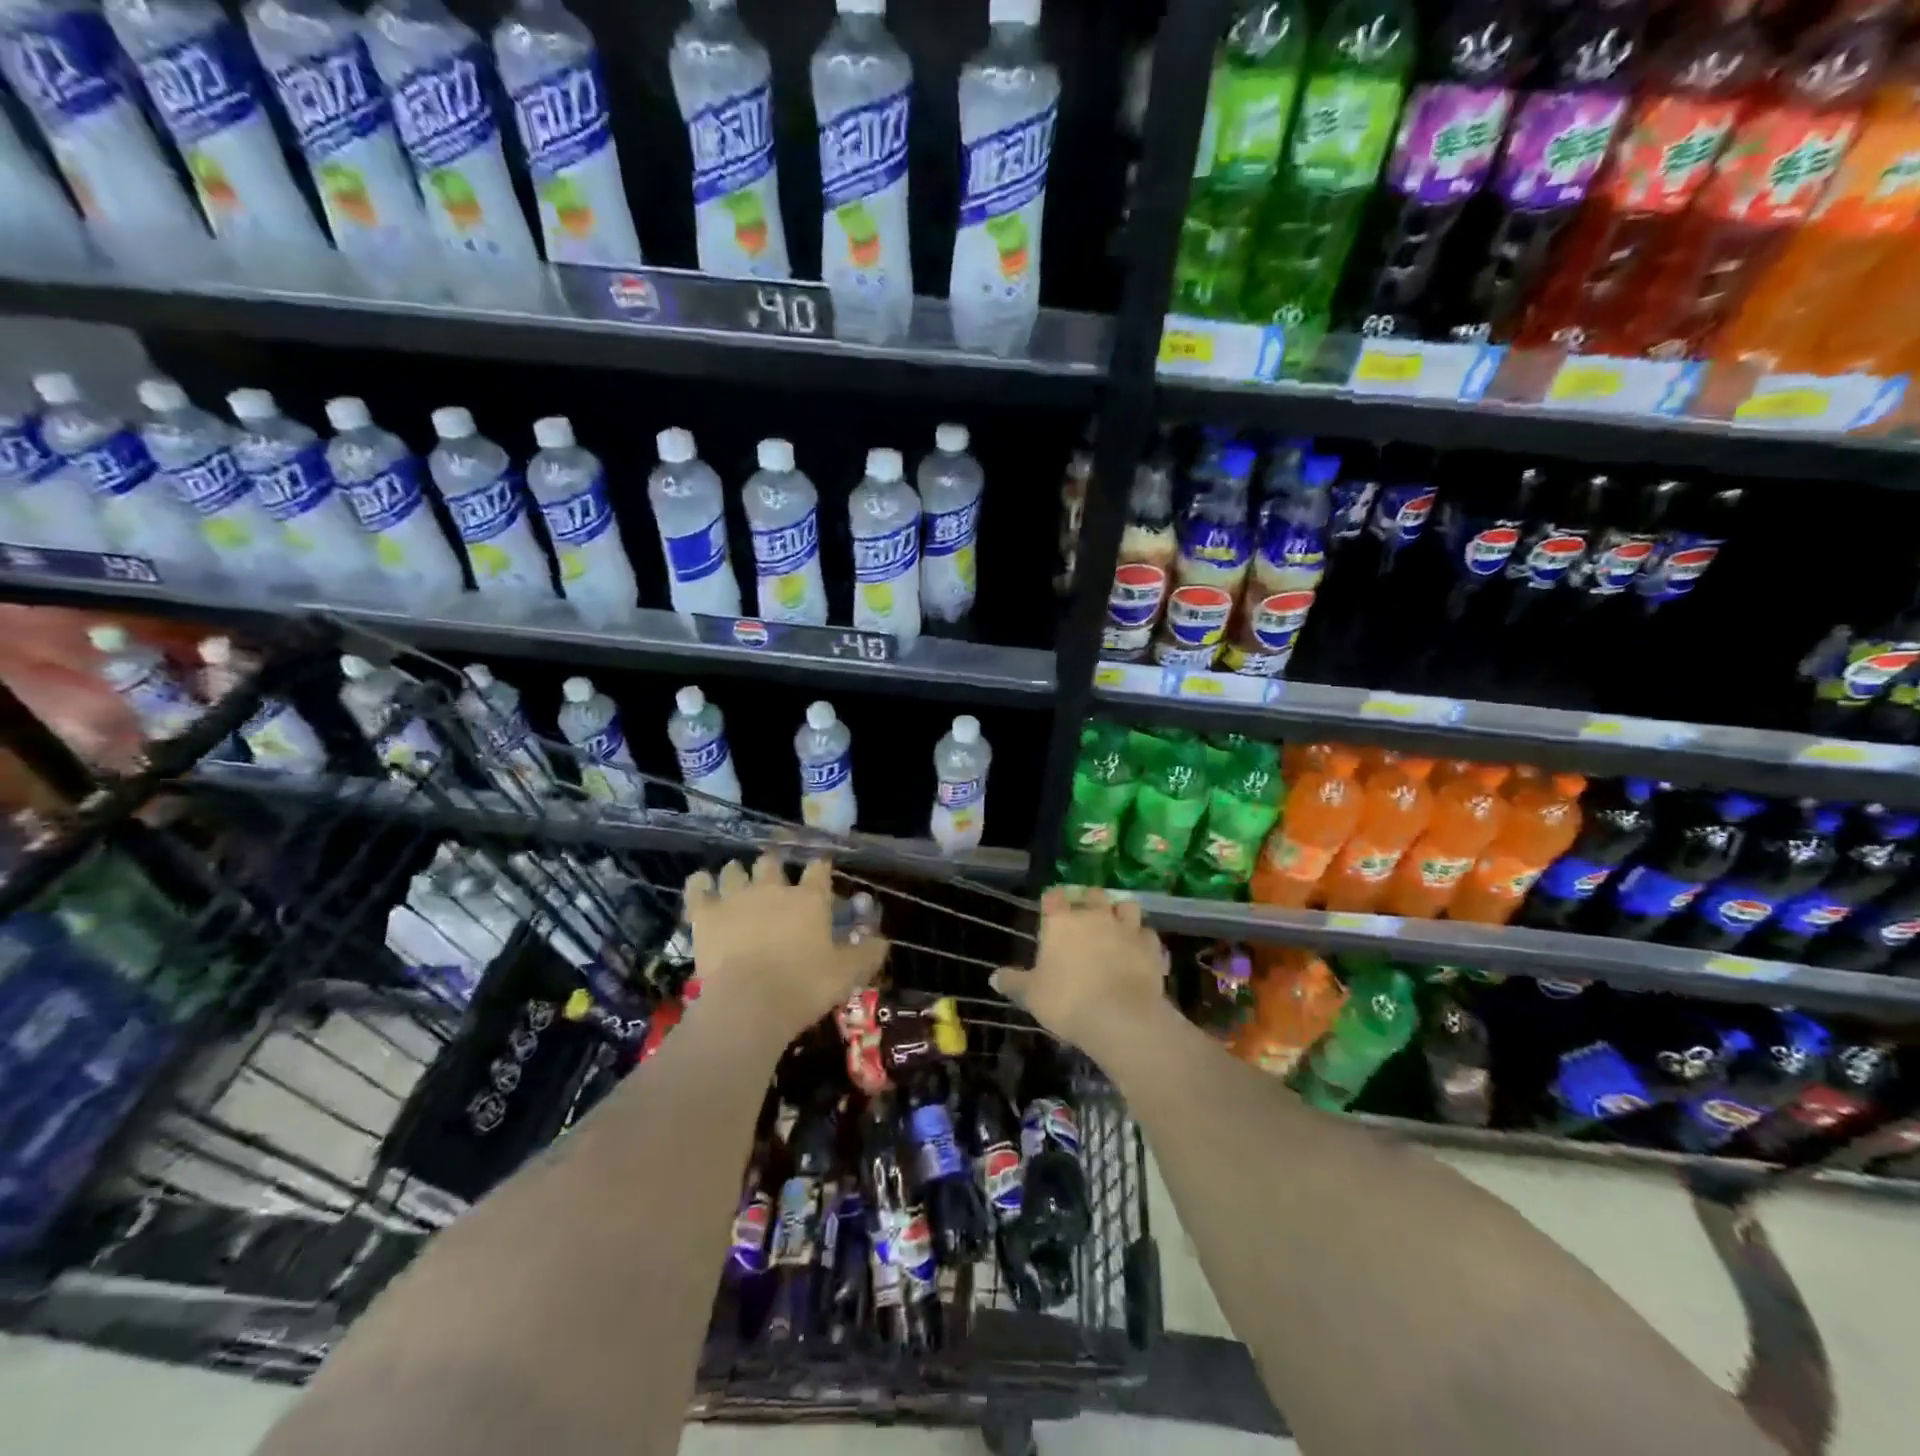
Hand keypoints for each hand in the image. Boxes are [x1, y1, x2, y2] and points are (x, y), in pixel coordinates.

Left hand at [683, 855, 888, 1044]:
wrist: (748, 1004)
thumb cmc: (803, 987)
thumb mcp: (846, 974)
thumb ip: (866, 954)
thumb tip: (883, 940)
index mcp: (809, 899)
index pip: (819, 868)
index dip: (820, 865)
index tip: (821, 866)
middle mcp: (773, 888)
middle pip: (772, 861)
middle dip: (773, 864)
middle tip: (774, 875)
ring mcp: (736, 897)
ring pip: (734, 869)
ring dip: (737, 871)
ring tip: (738, 879)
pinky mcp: (705, 914)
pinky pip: (698, 887)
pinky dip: (700, 883)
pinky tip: (702, 883)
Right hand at [992, 887, 1170, 1056]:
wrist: (1120, 1017)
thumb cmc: (1068, 1001)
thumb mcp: (1032, 996)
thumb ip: (1014, 983)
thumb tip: (993, 978)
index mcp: (1062, 922)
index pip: (1054, 897)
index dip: (1052, 901)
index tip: (1051, 909)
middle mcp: (1095, 916)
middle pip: (1093, 894)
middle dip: (1090, 901)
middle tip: (1086, 918)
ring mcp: (1126, 929)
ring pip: (1127, 907)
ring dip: (1122, 914)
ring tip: (1117, 927)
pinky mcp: (1151, 947)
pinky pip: (1149, 936)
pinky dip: (1144, 941)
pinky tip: (1140, 953)